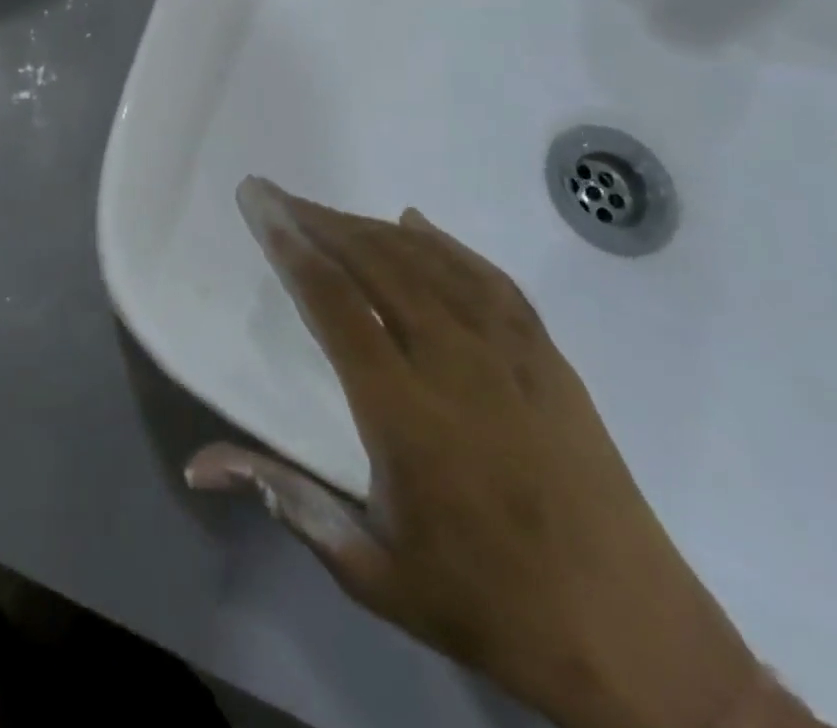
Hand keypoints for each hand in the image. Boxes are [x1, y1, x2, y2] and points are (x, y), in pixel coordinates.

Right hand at [186, 180, 767, 727]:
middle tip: (276, 193)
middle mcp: (455, 364)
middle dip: (317, 220)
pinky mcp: (548, 359)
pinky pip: (487, 279)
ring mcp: (510, 355)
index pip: (334, 302)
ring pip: (427, 262)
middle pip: (375, 264)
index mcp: (405, 412)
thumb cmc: (489, 606)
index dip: (290, 245)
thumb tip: (198, 464)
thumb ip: (285, 500)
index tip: (258, 204)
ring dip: (369, 227)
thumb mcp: (373, 572)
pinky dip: (444, 244)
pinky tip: (415, 225)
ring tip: (326, 211)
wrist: (638, 644)